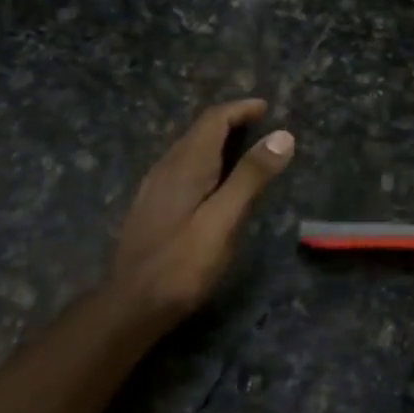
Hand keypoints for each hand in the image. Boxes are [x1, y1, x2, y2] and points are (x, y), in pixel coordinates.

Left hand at [107, 99, 295, 324]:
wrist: (131, 305)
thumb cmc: (183, 264)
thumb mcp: (224, 220)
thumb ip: (251, 177)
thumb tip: (282, 135)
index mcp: (186, 165)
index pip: (213, 120)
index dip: (240, 109)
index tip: (266, 107)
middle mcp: (166, 168)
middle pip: (198, 131)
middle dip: (229, 121)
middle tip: (260, 125)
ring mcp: (153, 188)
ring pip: (187, 150)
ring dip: (215, 140)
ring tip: (242, 148)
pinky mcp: (150, 207)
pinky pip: (180, 168)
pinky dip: (204, 160)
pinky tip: (212, 182)